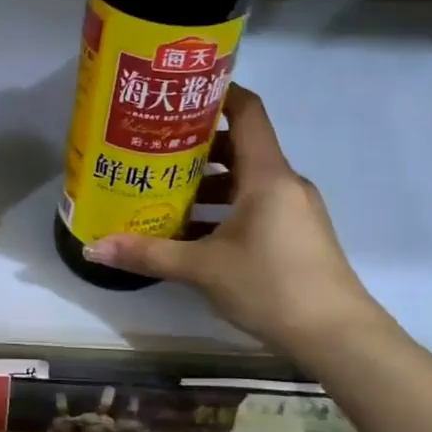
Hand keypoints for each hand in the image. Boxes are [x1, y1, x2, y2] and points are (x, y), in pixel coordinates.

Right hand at [85, 86, 377, 356]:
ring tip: (161, 190)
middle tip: (151, 147)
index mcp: (267, 174)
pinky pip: (253, 205)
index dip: (216, 94)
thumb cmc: (271, 286)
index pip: (246, 112)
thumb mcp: (202, 268)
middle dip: (195, 146)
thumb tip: (92, 248)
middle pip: (238, 146)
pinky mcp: (294, 234)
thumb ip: (148, 253)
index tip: (178, 93)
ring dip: (206, 183)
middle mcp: (282, 182)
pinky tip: (190, 231)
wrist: (338, 338)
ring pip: (244, 180)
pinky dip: (222, 208)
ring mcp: (292, 209)